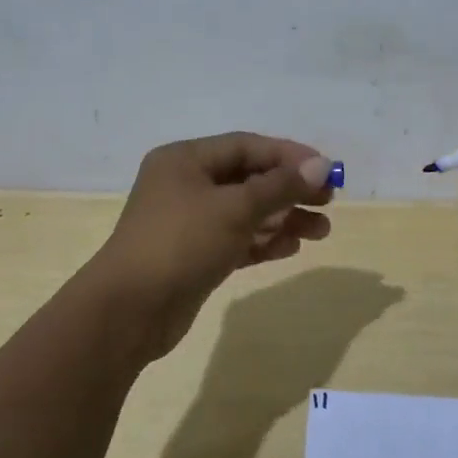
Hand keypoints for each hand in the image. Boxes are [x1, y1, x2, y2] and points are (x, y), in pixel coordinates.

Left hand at [91, 132, 336, 358]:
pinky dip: (264, 241)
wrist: (129, 311)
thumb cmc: (180, 243)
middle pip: (249, 179)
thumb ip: (279, 186)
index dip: (288, 155)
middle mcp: (186, 184)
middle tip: (328, 201)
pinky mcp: (195, 255)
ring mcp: (189, 222)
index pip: (246, 146)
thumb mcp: (234, 209)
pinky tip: (292, 248)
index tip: (326, 170)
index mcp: (185, 160)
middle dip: (289, 190)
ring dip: (283, 218)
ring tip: (321, 232)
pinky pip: (237, 239)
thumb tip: (321, 166)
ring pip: (246, 212)